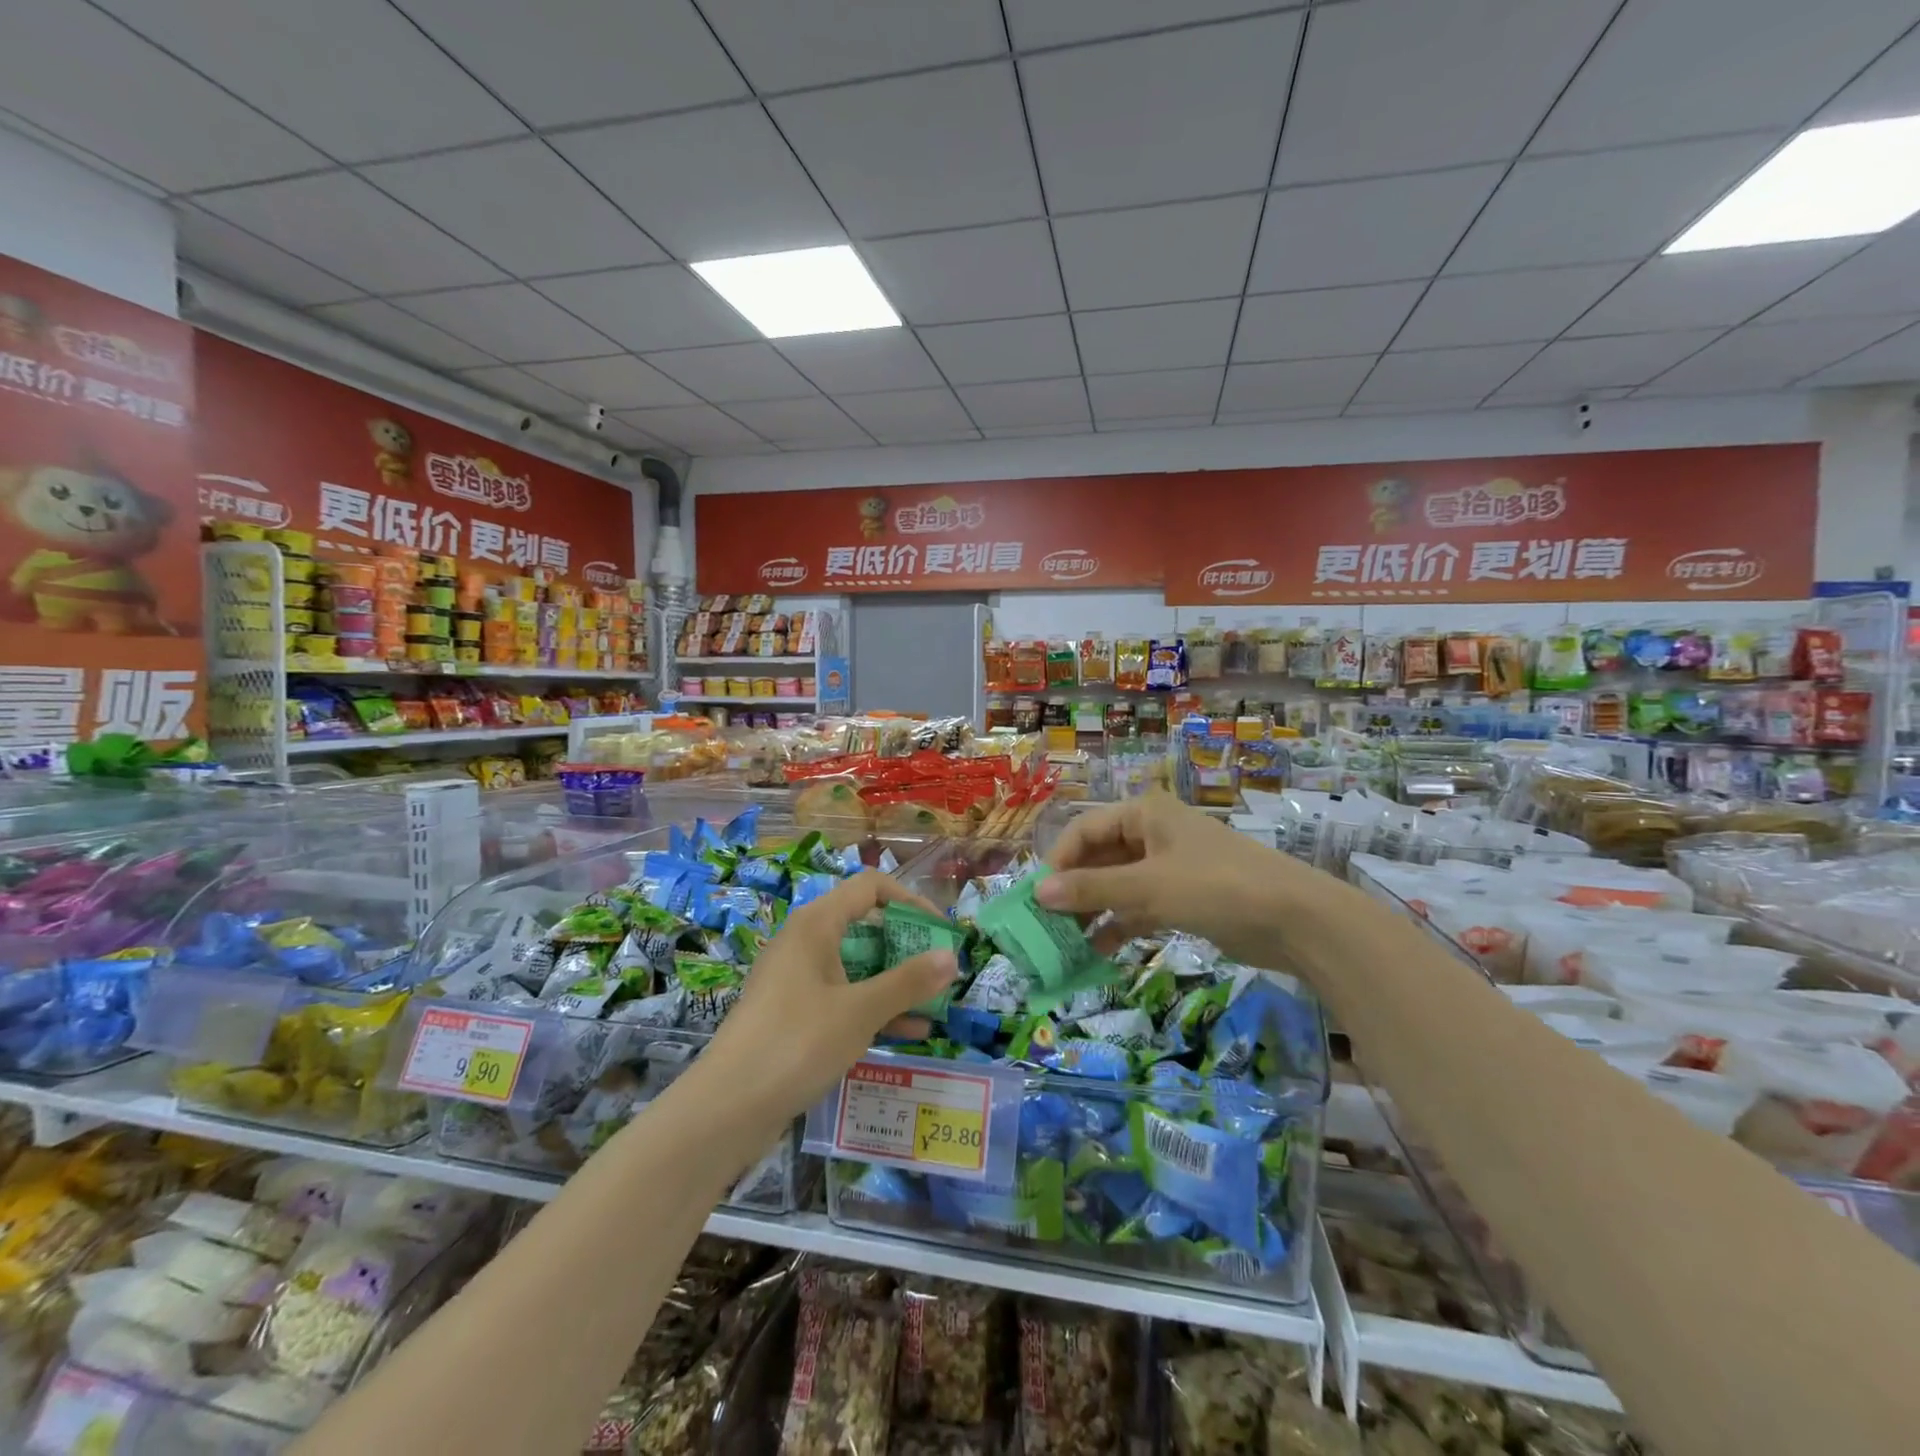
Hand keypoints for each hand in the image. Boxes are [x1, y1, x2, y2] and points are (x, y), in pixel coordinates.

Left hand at [704, 871, 957, 1127]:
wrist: (725, 1109)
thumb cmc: (796, 1043)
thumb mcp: (860, 1011)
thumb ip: (908, 982)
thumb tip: (952, 957)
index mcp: (816, 924)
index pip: (870, 887)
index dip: (910, 901)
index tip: (940, 932)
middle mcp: (805, 941)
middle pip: (865, 924)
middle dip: (907, 945)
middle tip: (941, 971)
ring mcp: (796, 978)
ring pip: (856, 964)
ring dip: (895, 980)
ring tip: (935, 1003)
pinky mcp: (793, 1013)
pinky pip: (842, 996)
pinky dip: (873, 1007)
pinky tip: (909, 1033)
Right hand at [1037, 792, 1316, 967]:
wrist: (1296, 919)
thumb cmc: (1216, 886)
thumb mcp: (1148, 887)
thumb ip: (1092, 891)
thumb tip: (1039, 893)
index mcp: (1144, 815)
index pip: (1084, 830)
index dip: (1058, 861)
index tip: (1037, 897)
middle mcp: (1152, 834)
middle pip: (1099, 858)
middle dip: (1073, 890)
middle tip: (1045, 925)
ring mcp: (1169, 867)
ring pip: (1117, 886)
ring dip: (1093, 912)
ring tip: (1064, 943)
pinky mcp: (1183, 898)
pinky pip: (1138, 908)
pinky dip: (1119, 926)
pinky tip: (1097, 952)